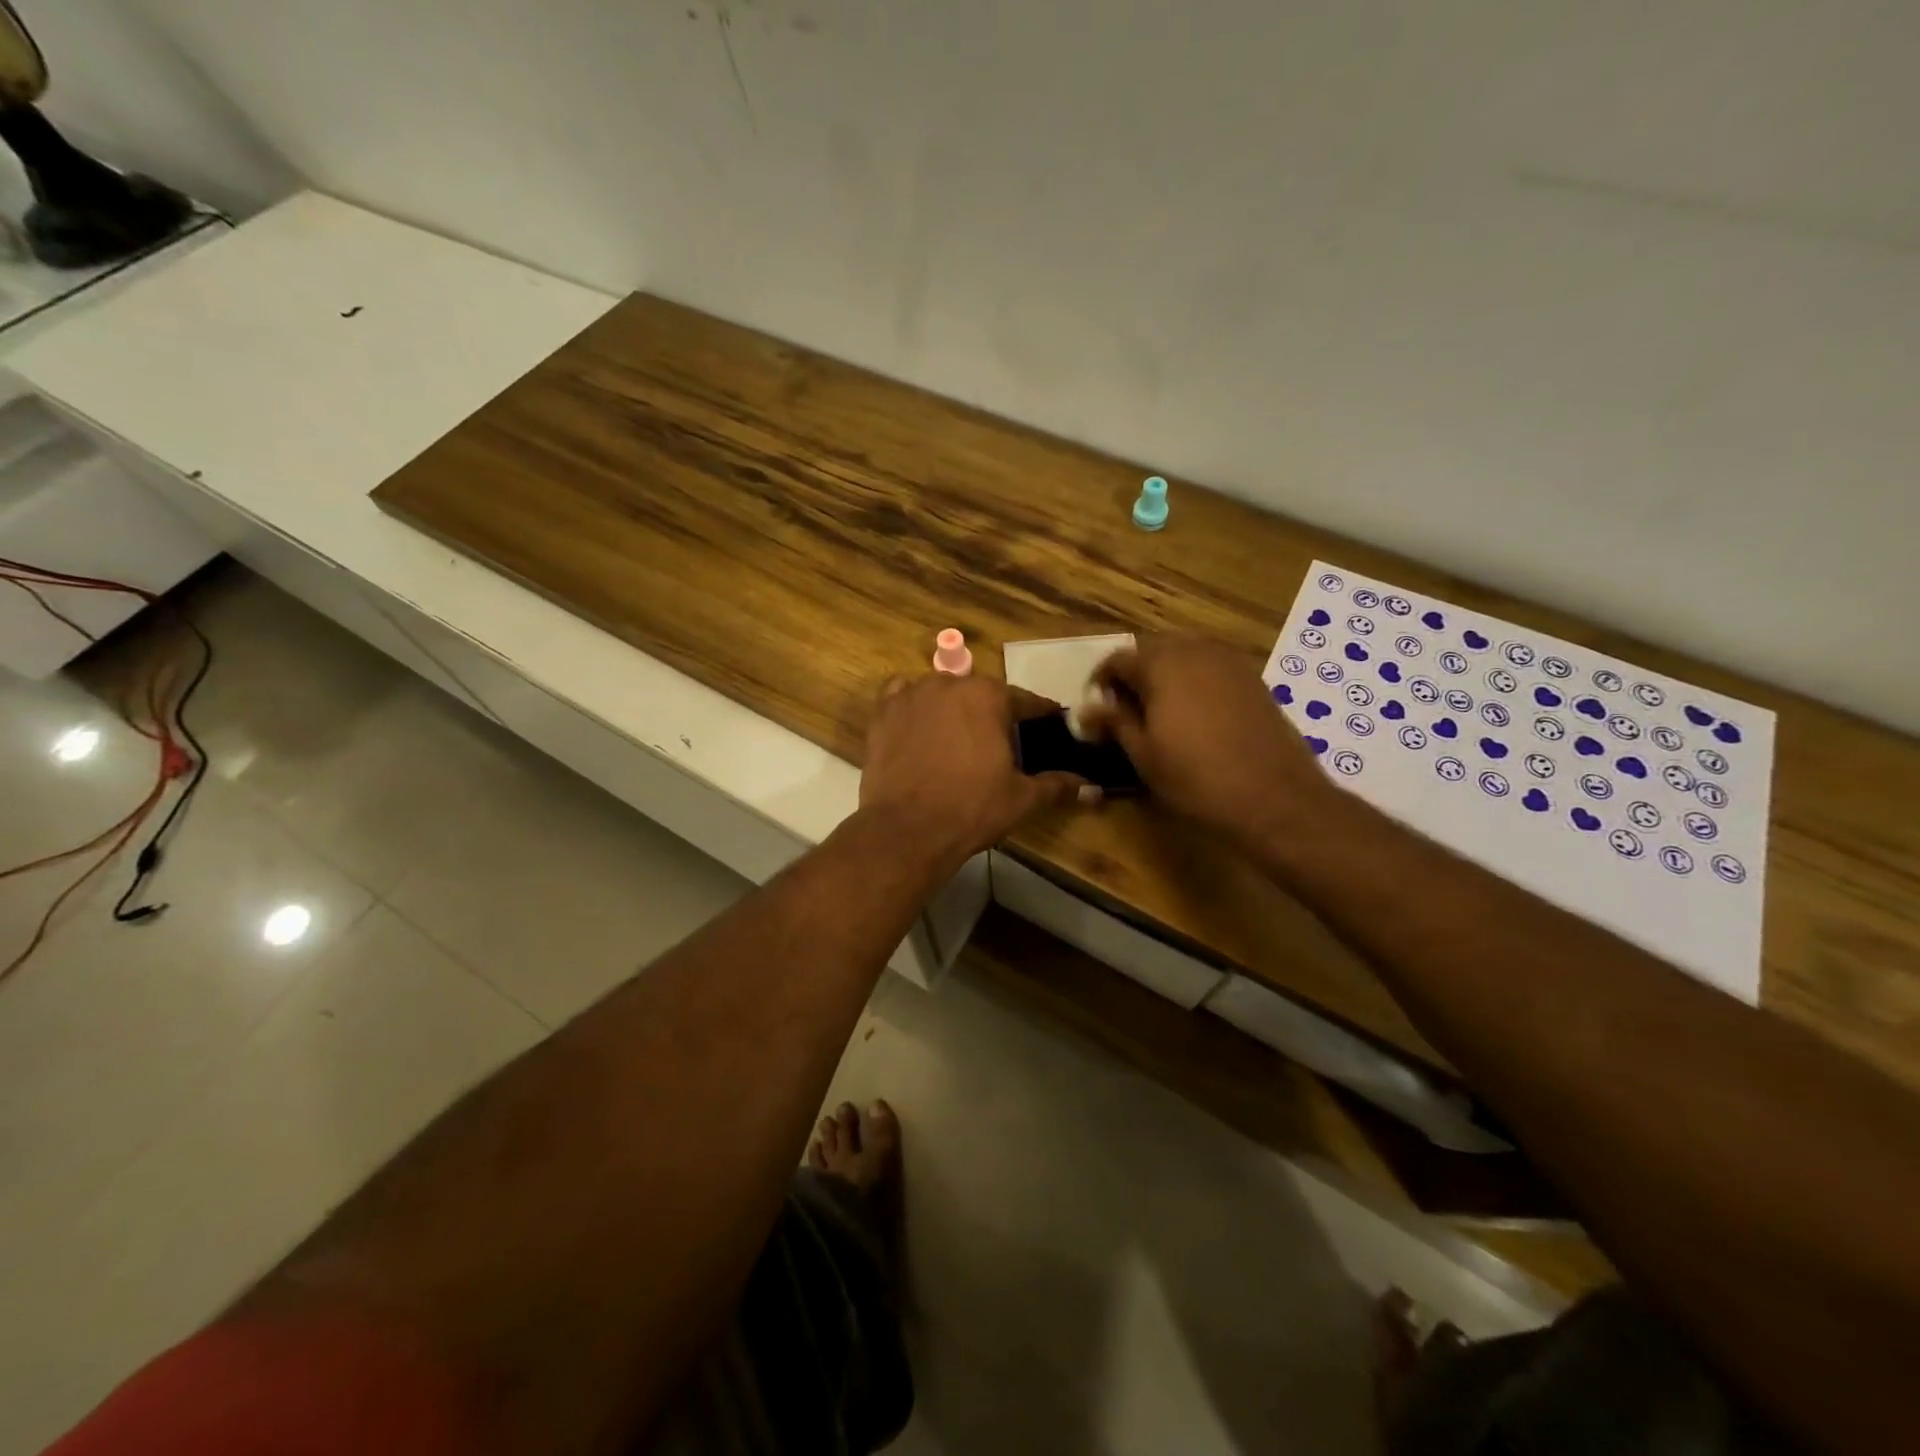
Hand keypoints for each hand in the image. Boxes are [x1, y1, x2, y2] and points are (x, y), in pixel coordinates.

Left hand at [860, 674, 1087, 874]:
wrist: (907, 829)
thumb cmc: (971, 808)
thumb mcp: (1021, 798)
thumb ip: (1057, 786)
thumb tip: (1094, 789)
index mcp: (988, 696)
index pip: (1025, 700)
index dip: (1040, 714)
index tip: (1050, 723)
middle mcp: (949, 684)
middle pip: (980, 693)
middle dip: (993, 713)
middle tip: (1001, 742)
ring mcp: (911, 695)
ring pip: (940, 692)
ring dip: (952, 707)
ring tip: (958, 738)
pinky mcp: (882, 713)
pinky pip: (901, 696)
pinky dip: (912, 705)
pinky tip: (917, 725)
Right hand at [1082, 635, 1338, 846]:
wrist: (1273, 797)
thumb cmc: (1196, 778)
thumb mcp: (1143, 754)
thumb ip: (1115, 722)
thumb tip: (1087, 709)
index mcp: (1161, 664)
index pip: (1117, 659)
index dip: (1102, 683)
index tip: (1099, 711)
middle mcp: (1195, 650)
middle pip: (1152, 649)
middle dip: (1134, 674)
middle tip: (1127, 711)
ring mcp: (1229, 661)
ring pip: (1185, 654)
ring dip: (1165, 674)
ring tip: (1160, 712)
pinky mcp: (1252, 678)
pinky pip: (1211, 666)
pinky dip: (1194, 680)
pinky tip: (1195, 715)